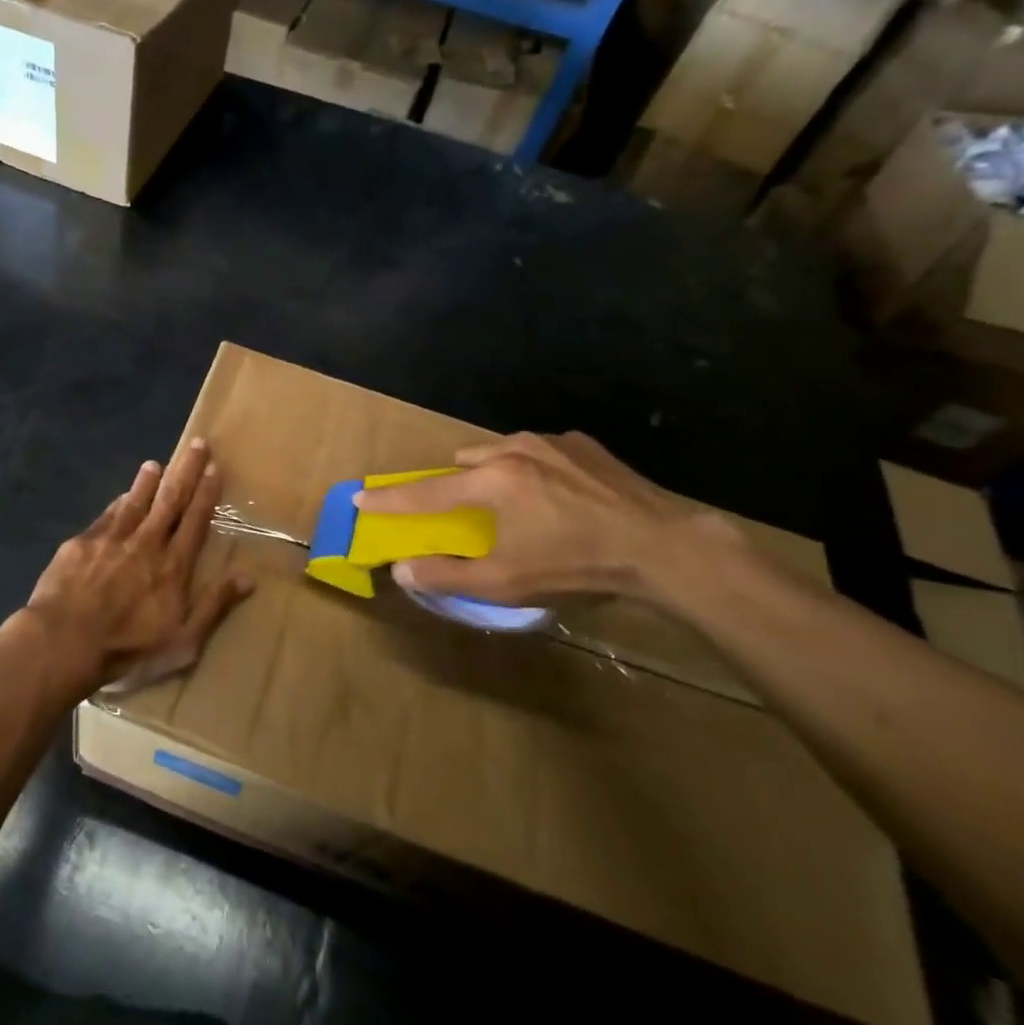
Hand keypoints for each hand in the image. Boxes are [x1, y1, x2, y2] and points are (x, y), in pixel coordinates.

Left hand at [25, 438, 252, 693]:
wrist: (64, 642)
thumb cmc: (128, 648)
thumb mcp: (184, 641)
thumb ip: (214, 606)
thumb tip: (248, 577)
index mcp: (173, 566)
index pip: (195, 521)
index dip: (206, 493)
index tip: (214, 468)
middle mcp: (146, 543)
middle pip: (170, 500)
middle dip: (185, 471)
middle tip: (197, 444)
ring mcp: (111, 540)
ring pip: (135, 501)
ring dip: (148, 481)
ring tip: (155, 463)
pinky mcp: (81, 543)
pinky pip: (106, 516)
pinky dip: (118, 502)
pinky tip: (121, 495)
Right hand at [354, 433, 729, 605]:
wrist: (663, 547)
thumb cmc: (576, 565)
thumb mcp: (506, 582)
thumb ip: (447, 575)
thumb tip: (401, 569)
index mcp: (490, 482)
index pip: (426, 493)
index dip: (389, 499)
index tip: (360, 496)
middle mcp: (513, 450)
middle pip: (464, 461)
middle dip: (457, 483)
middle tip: (469, 512)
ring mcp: (551, 443)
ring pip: (502, 450)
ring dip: (495, 472)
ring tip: (519, 503)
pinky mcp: (584, 445)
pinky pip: (540, 451)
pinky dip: (535, 468)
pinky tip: (559, 495)